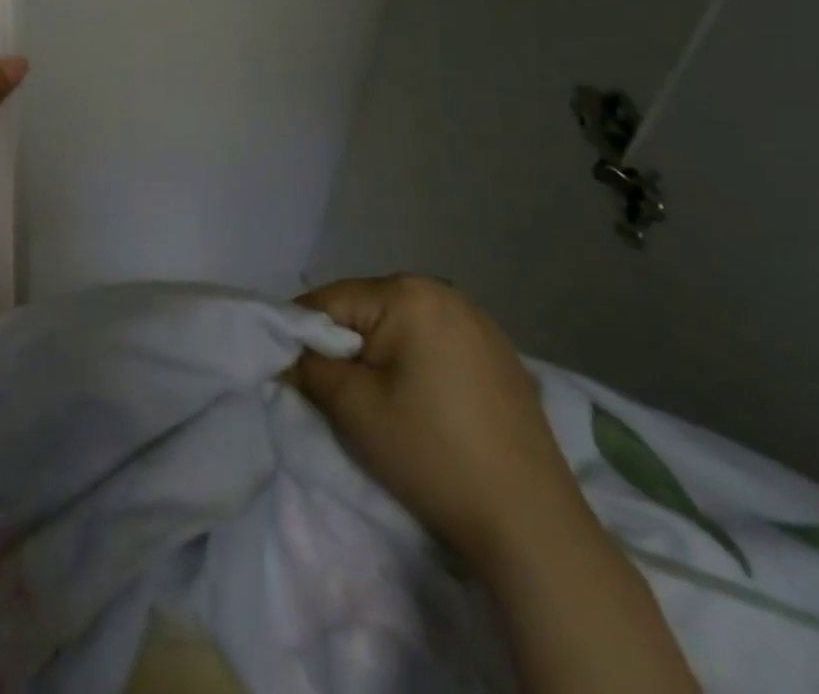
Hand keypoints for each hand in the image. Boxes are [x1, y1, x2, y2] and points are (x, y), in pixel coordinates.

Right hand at [289, 275, 594, 572]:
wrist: (532, 526)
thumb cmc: (432, 454)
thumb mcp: (353, 408)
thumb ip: (309, 367)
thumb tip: (286, 353)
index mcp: (408, 293)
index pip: (330, 301)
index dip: (302, 334)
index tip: (290, 370)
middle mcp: (445, 292)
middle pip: (366, 309)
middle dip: (344, 344)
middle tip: (333, 391)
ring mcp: (480, 322)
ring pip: (401, 325)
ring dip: (380, 354)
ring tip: (378, 399)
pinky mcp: (501, 354)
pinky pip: (436, 342)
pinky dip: (417, 363)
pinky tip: (423, 403)